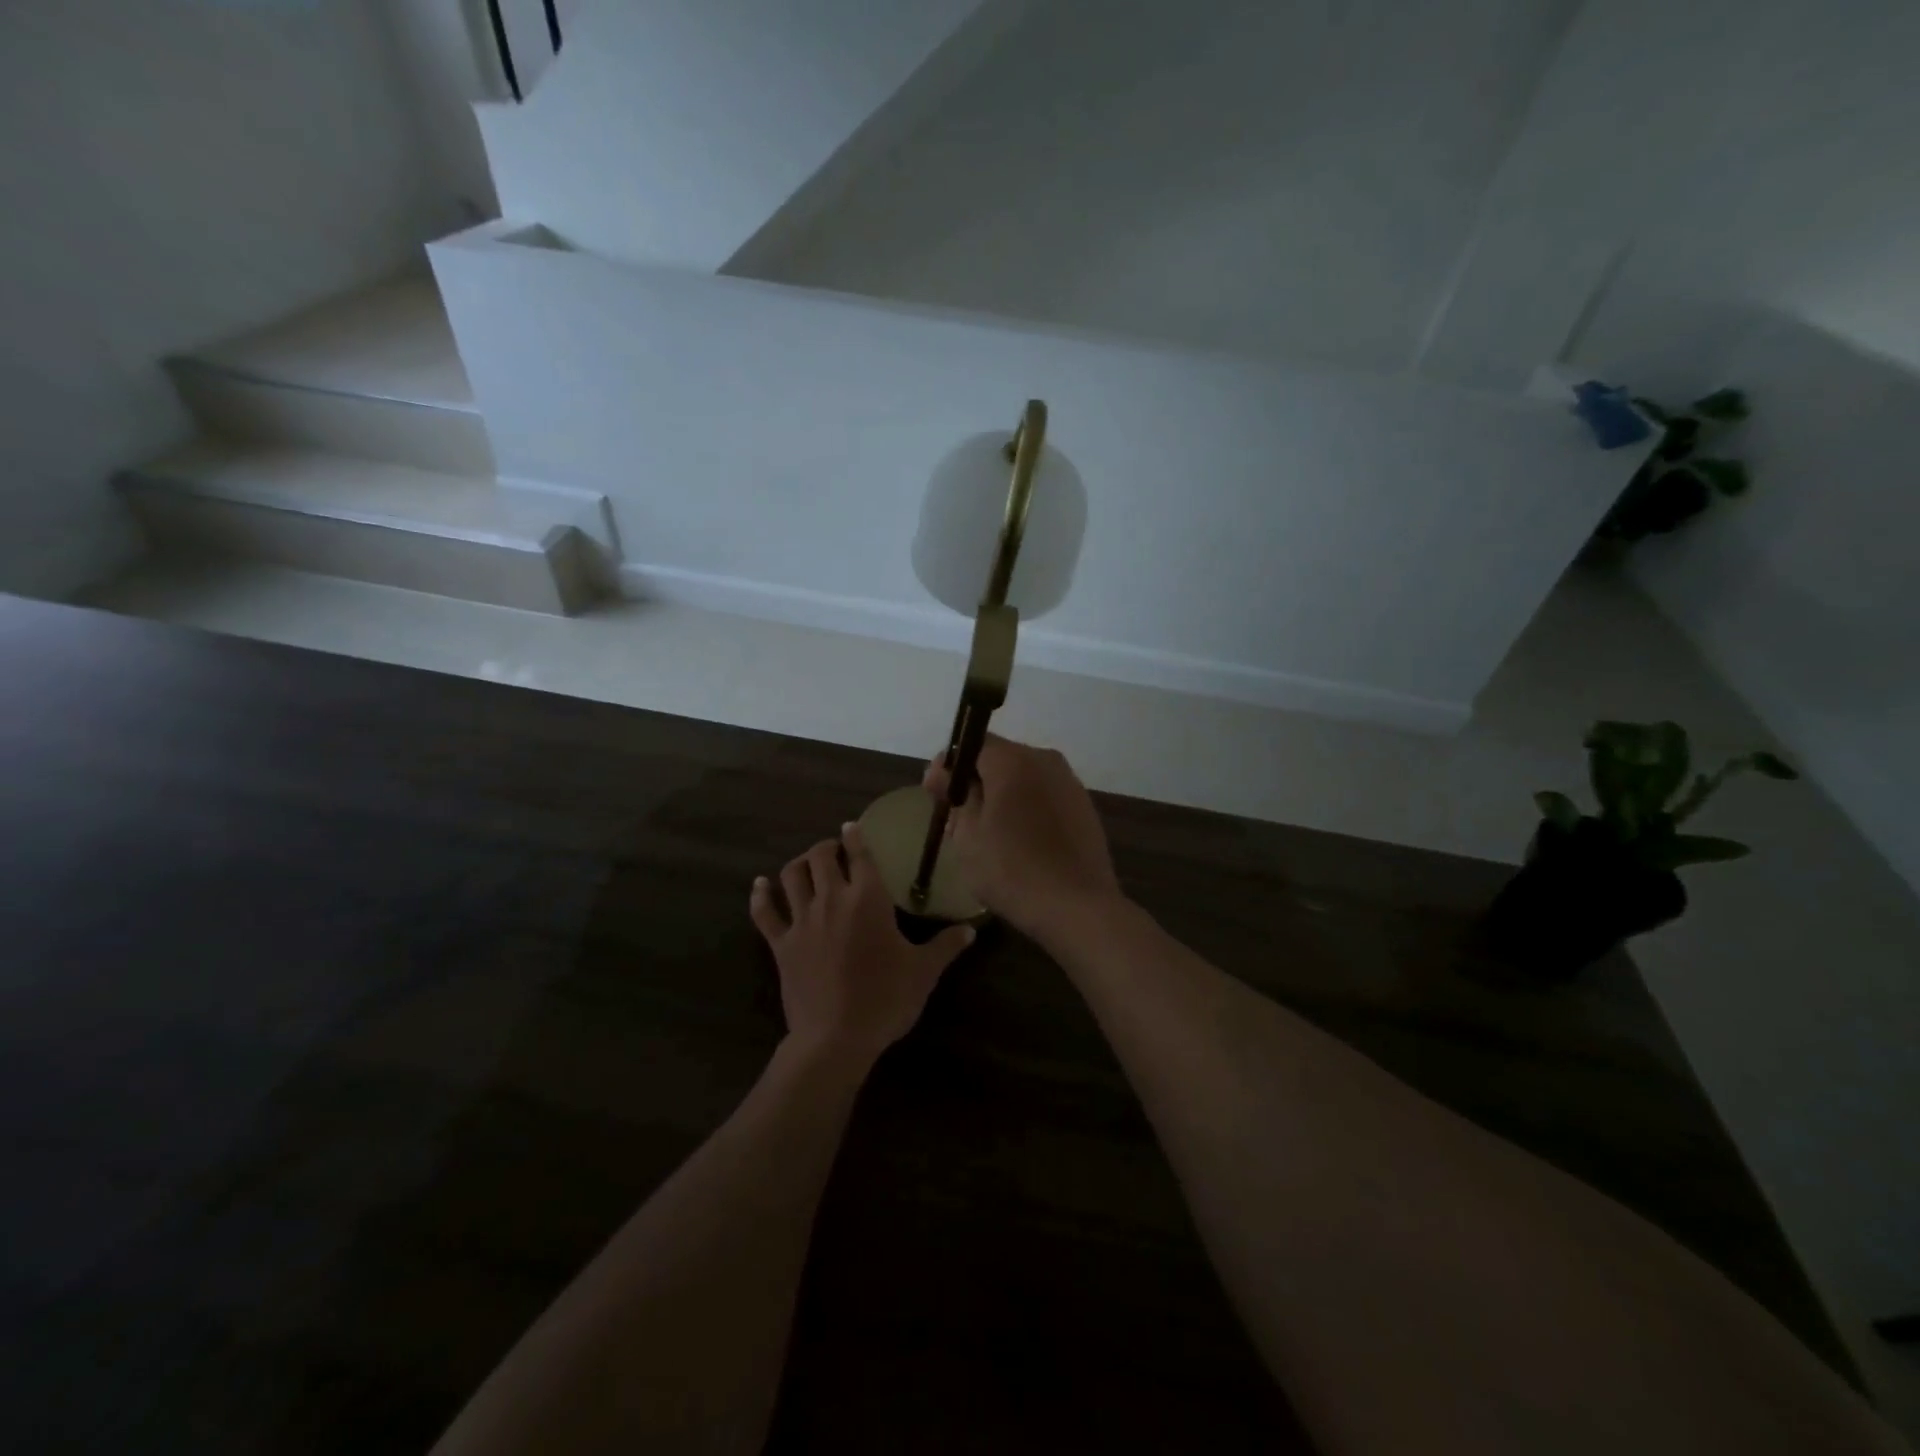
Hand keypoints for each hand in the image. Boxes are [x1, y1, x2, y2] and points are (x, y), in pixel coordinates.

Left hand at [750, 822, 974, 1065]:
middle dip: (827, 847)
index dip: (855, 836)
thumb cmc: (886, 998)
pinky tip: (760, 885)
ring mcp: (802, 920)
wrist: (836, 1037)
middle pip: (821, 857)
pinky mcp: (780, 943)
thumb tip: (971, 929)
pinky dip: (761, 896)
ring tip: (806, 865)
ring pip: (791, 875)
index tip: (852, 827)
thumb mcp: (924, 972)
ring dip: (799, 864)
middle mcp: (832, 899)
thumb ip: (946, 945)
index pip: (860, 855)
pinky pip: (765, 912)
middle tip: (834, 851)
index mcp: (868, 899)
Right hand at [924, 736, 1123, 941]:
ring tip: (987, 834)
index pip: (972, 744)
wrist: (1078, 907)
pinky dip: (1026, 810)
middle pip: (999, 760)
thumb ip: (955, 794)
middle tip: (956, 818)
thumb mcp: (967, 835)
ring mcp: (1070, 783)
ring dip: (1002, 797)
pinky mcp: (1084, 808)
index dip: (949, 767)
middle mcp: (1045, 760)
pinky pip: (1044, 797)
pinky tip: (1019, 842)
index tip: (935, 795)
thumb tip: (944, 772)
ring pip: (1024, 779)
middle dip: (975, 782)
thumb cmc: (1012, 870)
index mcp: (1013, 760)